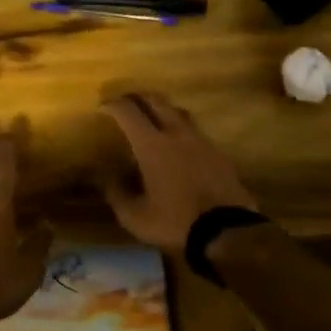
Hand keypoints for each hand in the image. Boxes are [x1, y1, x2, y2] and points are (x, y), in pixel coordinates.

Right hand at [100, 92, 257, 250]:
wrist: (227, 232)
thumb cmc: (174, 222)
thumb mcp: (134, 216)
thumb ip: (116, 192)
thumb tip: (105, 175)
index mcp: (152, 145)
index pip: (128, 111)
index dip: (113, 104)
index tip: (103, 106)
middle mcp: (176, 134)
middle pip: (156, 101)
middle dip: (138, 97)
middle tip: (126, 103)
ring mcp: (201, 141)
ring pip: (178, 112)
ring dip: (162, 110)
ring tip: (152, 120)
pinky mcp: (219, 153)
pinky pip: (195, 132)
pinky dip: (181, 130)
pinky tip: (179, 146)